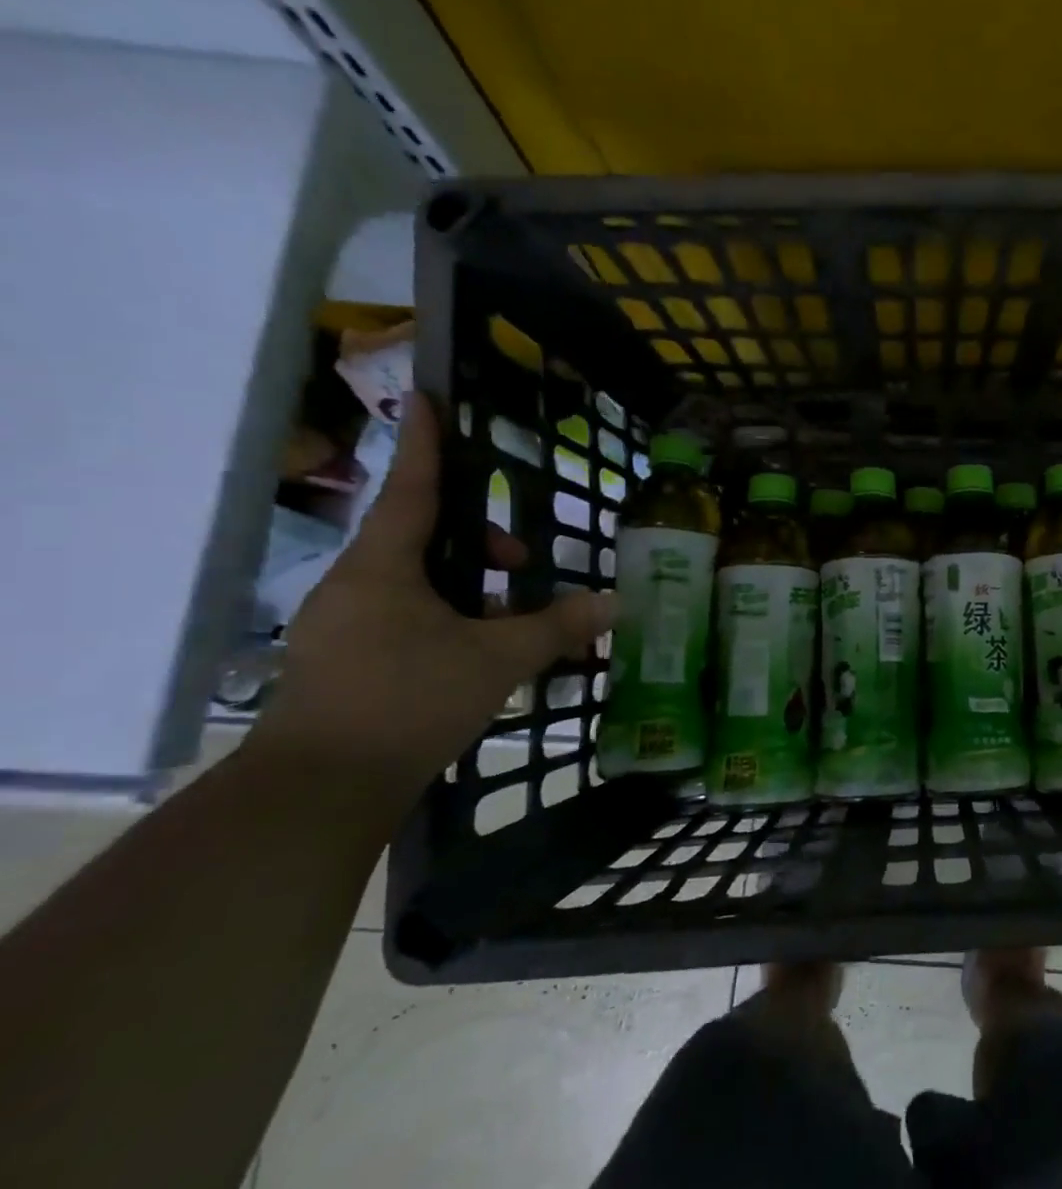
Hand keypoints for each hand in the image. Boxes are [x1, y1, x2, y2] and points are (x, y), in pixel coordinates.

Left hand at [251, 394, 614, 801]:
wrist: (319, 789)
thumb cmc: (409, 701)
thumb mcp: (498, 660)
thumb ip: (557, 627)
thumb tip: (615, 602)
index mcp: (382, 569)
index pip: (409, 490)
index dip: (424, 444)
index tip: (427, 399)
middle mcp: (353, 586)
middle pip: (417, 536)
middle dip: (474, 539)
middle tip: (521, 562)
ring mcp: (341, 625)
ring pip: (411, 580)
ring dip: (463, 584)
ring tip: (510, 616)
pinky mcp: (342, 660)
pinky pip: (401, 615)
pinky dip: (444, 615)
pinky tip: (476, 651)